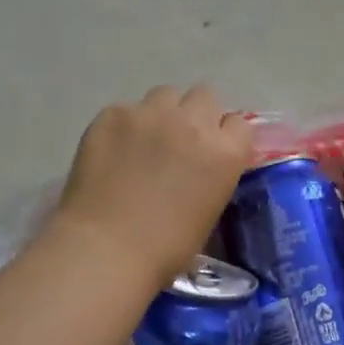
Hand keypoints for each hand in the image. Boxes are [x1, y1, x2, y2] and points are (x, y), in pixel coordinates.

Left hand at [51, 85, 253, 284]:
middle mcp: (193, 122)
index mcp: (225, 152)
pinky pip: (126, 110)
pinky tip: (111, 151)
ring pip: (165, 95)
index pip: (238, 122)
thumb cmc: (165, 248)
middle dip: (196, 114)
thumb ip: (212, 176)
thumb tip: (199, 167)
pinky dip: (123, 126)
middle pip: (204, 96)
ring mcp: (151, 114)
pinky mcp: (114, 114)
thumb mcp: (209, 211)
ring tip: (144, 140)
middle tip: (179, 140)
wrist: (105, 250)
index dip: (224, 135)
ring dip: (162, 113)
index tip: (211, 151)